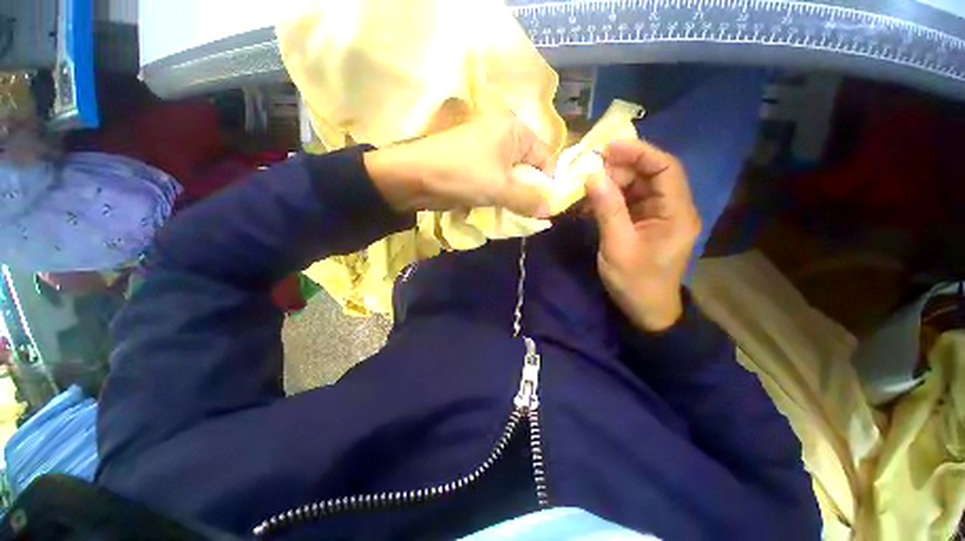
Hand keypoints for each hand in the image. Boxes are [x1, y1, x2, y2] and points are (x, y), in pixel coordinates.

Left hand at [364, 114, 554, 216]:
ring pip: (513, 178)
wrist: (414, 176)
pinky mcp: (476, 165)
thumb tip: (553, 210)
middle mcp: (505, 136)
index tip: (546, 208)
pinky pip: (498, 182)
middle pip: (529, 168)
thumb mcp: (500, 188)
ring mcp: (489, 151)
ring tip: (513, 214)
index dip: (548, 183)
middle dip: (530, 193)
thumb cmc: (461, 174)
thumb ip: (529, 199)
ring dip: (515, 197)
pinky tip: (500, 209)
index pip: (546, 157)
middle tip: (529, 214)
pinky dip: (501, 196)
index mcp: (515, 130)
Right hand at [587, 139, 699, 331]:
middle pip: (650, 175)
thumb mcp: (618, 246)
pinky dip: (610, 198)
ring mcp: (658, 216)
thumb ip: (608, 210)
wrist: (646, 311)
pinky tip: (591, 202)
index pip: (665, 168)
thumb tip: (593, 176)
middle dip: (620, 169)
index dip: (639, 152)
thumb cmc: (636, 282)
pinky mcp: (644, 223)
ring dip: (612, 184)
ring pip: (637, 187)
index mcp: (676, 213)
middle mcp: (672, 208)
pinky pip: (628, 202)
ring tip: (586, 187)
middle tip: (589, 173)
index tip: (608, 148)